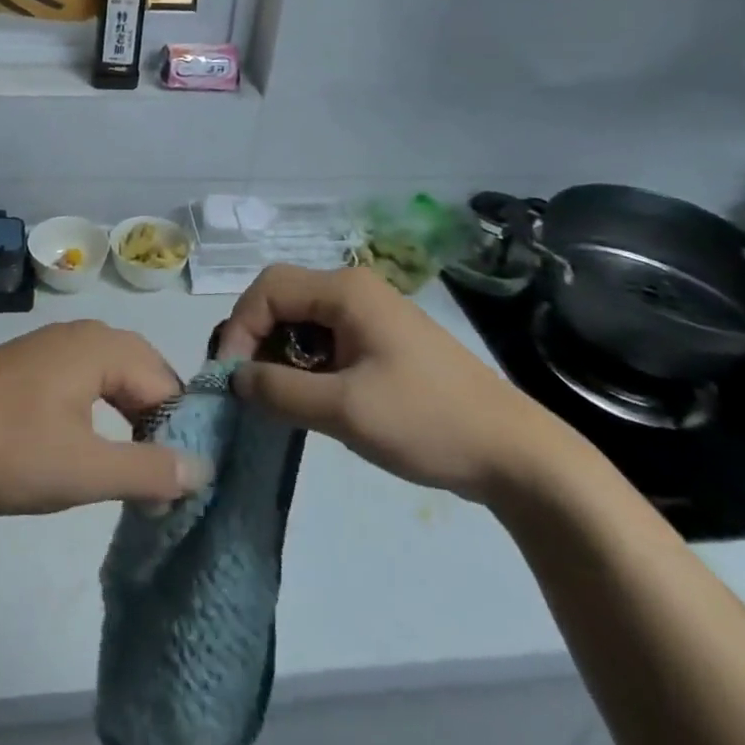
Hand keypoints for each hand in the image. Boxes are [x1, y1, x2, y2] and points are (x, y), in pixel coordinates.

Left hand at [0, 320, 211, 516]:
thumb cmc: (9, 450)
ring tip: (128, 468)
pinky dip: (96, 411)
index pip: (165, 384)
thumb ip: (149, 470)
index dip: (178, 434)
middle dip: (155, 423)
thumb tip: (203, 469)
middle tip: (157, 477)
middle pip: (141, 373)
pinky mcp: (24, 364)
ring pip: (110, 376)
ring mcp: (47, 346)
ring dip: (127, 419)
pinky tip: (83, 446)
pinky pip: (80, 380)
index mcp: (101, 345)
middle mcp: (79, 333)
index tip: (177, 487)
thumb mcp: (85, 470)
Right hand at [216, 265, 572, 503]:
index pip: (267, 290)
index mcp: (345, 290)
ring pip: (301, 319)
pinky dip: (303, 361)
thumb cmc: (427, 422)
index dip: (239, 328)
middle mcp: (354, 289)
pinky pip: (324, 337)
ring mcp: (370, 314)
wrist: (514, 454)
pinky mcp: (380, 340)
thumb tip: (233, 378)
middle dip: (254, 337)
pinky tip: (307, 397)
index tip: (230, 378)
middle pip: (281, 297)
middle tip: (244, 385)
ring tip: (271, 395)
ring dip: (278, 352)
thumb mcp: (345, 410)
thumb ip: (279, 390)